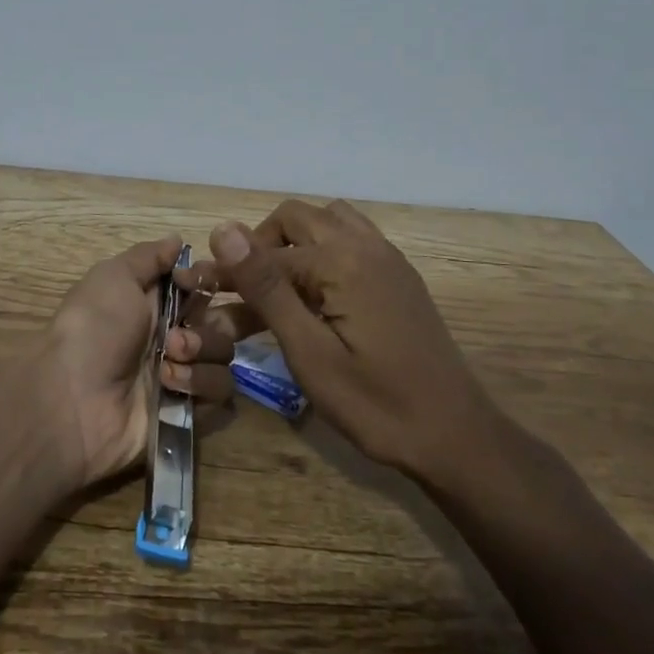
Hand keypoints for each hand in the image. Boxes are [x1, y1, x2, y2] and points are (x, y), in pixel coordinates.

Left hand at [40, 235, 236, 487]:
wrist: (73, 400)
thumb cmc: (93, 328)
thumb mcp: (114, 277)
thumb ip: (149, 257)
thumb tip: (177, 240)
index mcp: (157, 303)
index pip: (205, 285)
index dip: (208, 279)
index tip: (193, 281)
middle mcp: (175, 336)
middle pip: (227, 321)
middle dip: (222, 322)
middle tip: (190, 329)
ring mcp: (183, 376)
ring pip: (224, 357)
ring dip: (200, 354)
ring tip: (167, 361)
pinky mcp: (190, 414)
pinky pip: (222, 398)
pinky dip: (199, 387)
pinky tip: (169, 387)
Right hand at [193, 200, 500, 478]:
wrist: (455, 436)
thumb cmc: (375, 403)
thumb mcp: (308, 352)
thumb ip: (266, 287)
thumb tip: (225, 230)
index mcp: (341, 261)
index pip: (266, 252)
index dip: (227, 271)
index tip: (198, 291)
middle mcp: (366, 245)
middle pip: (298, 217)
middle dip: (262, 245)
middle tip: (241, 288)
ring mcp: (388, 258)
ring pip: (328, 221)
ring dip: (295, 241)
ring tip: (278, 284)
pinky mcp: (399, 276)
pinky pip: (353, 239)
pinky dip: (325, 251)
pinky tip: (316, 292)